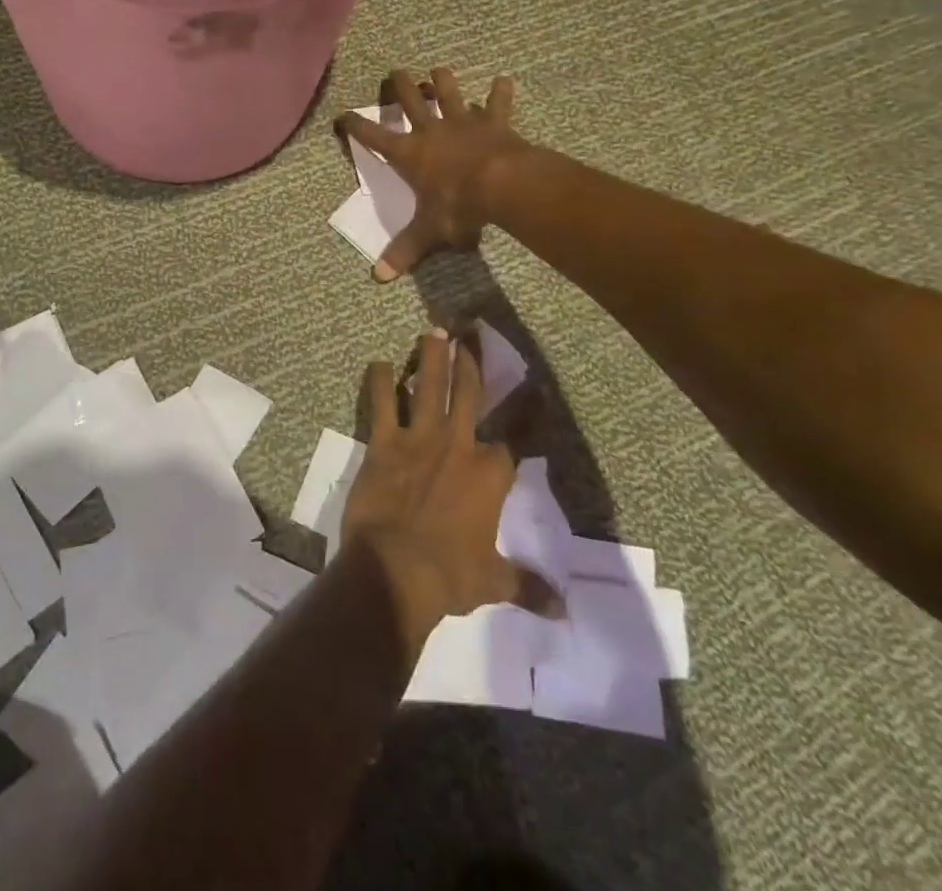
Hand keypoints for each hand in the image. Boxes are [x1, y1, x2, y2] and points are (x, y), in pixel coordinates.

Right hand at [336, 66, 528, 281]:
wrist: (502, 185)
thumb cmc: (458, 206)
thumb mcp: (429, 232)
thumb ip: (405, 251)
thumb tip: (378, 277)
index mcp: (409, 153)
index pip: (373, 137)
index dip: (355, 125)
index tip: (343, 115)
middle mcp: (432, 130)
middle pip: (410, 99)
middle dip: (400, 85)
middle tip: (395, 73)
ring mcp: (463, 122)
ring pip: (449, 91)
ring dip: (442, 80)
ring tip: (438, 70)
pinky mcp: (494, 122)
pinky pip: (497, 102)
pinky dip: (500, 91)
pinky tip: (503, 79)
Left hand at [341, 330, 550, 654]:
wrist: (396, 569)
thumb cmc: (450, 575)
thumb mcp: (493, 581)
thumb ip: (526, 586)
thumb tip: (563, 610)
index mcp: (491, 474)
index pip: (519, 435)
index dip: (530, 410)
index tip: (539, 386)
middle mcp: (458, 444)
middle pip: (469, 392)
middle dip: (471, 361)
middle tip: (469, 333)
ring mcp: (419, 438)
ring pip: (428, 386)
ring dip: (430, 357)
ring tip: (432, 332)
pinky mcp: (384, 442)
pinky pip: (382, 403)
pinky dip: (380, 382)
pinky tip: (378, 363)